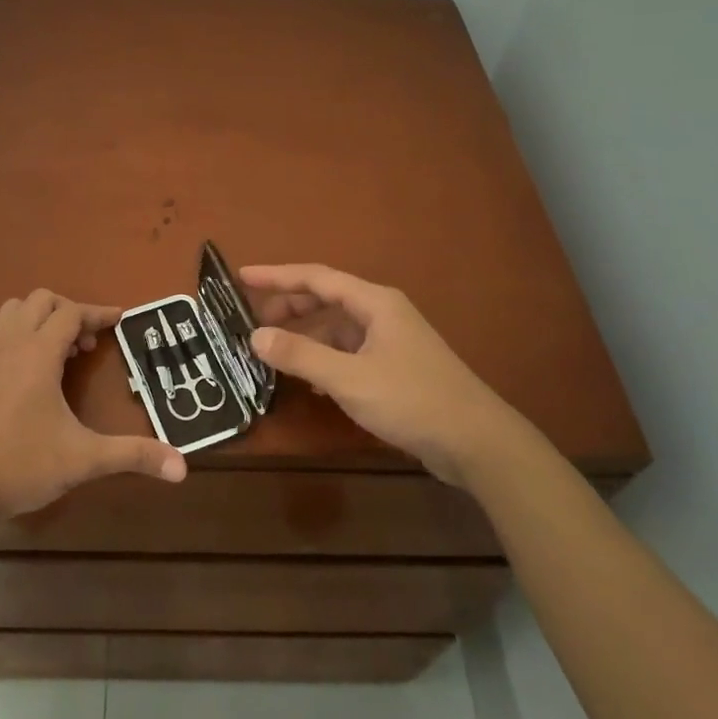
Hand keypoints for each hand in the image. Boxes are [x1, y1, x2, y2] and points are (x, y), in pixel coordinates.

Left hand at [0, 290, 187, 526]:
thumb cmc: (22, 466)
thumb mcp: (84, 459)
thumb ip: (132, 455)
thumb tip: (182, 467)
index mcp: (37, 354)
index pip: (71, 313)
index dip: (98, 313)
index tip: (121, 319)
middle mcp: (9, 346)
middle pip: (40, 301)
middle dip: (69, 312)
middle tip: (89, 345)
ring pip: (13, 312)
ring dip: (40, 319)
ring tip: (61, 354)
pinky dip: (21, 337)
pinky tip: (32, 377)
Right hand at [241, 264, 524, 486]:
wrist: (476, 442)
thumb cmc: (411, 400)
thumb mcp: (349, 378)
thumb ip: (300, 355)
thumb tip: (255, 336)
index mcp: (374, 302)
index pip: (316, 277)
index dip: (276, 276)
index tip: (241, 278)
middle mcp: (382, 313)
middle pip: (325, 300)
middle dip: (288, 309)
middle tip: (251, 324)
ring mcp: (390, 341)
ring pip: (336, 330)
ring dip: (305, 338)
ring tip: (273, 355)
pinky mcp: (394, 369)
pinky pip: (348, 354)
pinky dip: (324, 361)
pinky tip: (309, 382)